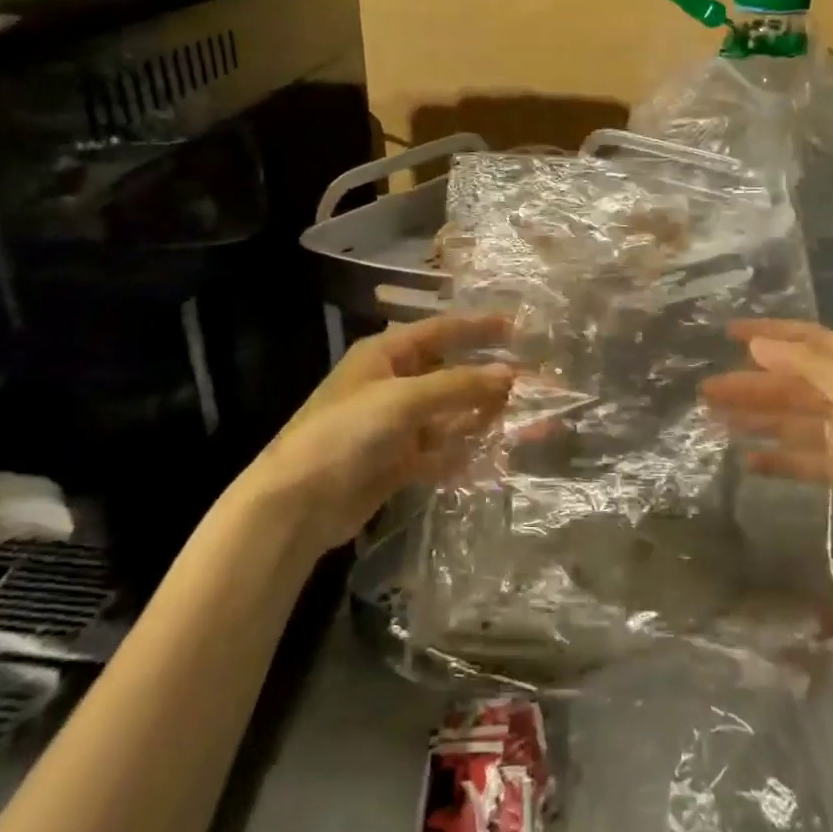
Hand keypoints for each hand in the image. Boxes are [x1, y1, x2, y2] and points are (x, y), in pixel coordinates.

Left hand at [254, 315, 513, 554]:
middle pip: (452, 375)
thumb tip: (511, 375)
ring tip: (531, 425)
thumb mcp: (403, 400)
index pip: (441, 330)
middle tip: (535, 385)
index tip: (519, 327)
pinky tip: (497, 459)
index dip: (479, 327)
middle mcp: (393, 384)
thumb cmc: (345, 434)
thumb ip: (458, 386)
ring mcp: (396, 425)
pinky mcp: (399, 461)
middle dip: (491, 380)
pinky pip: (442, 450)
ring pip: (452, 415)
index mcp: (385, 354)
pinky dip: (466, 453)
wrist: (297, 504)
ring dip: (486, 419)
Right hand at [701, 319, 832, 565]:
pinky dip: (775, 458)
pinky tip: (746, 459)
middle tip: (708, 389)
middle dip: (752, 384)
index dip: (770, 335)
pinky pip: (801, 458)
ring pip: (792, 420)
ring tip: (713, 419)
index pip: (811, 342)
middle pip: (795, 383)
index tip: (728, 333)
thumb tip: (757, 346)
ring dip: (756, 418)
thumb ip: (807, 367)